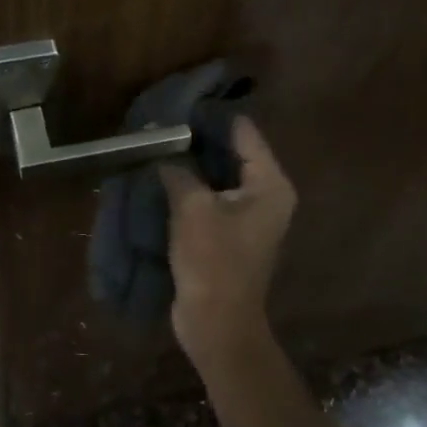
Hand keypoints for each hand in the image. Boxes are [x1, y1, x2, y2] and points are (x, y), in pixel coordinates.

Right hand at [159, 117, 297, 367]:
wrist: (217, 324)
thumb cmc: (212, 260)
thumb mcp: (191, 206)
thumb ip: (178, 168)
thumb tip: (161, 146)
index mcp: (269, 184)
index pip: (243, 131)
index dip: (211, 115)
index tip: (179, 101)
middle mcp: (266, 194)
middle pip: (231, 150)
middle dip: (197, 137)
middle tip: (161, 120)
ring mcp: (248, 215)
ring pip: (218, 173)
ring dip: (191, 161)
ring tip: (156, 141)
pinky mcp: (229, 231)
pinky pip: (210, 195)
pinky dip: (190, 183)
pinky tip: (161, 172)